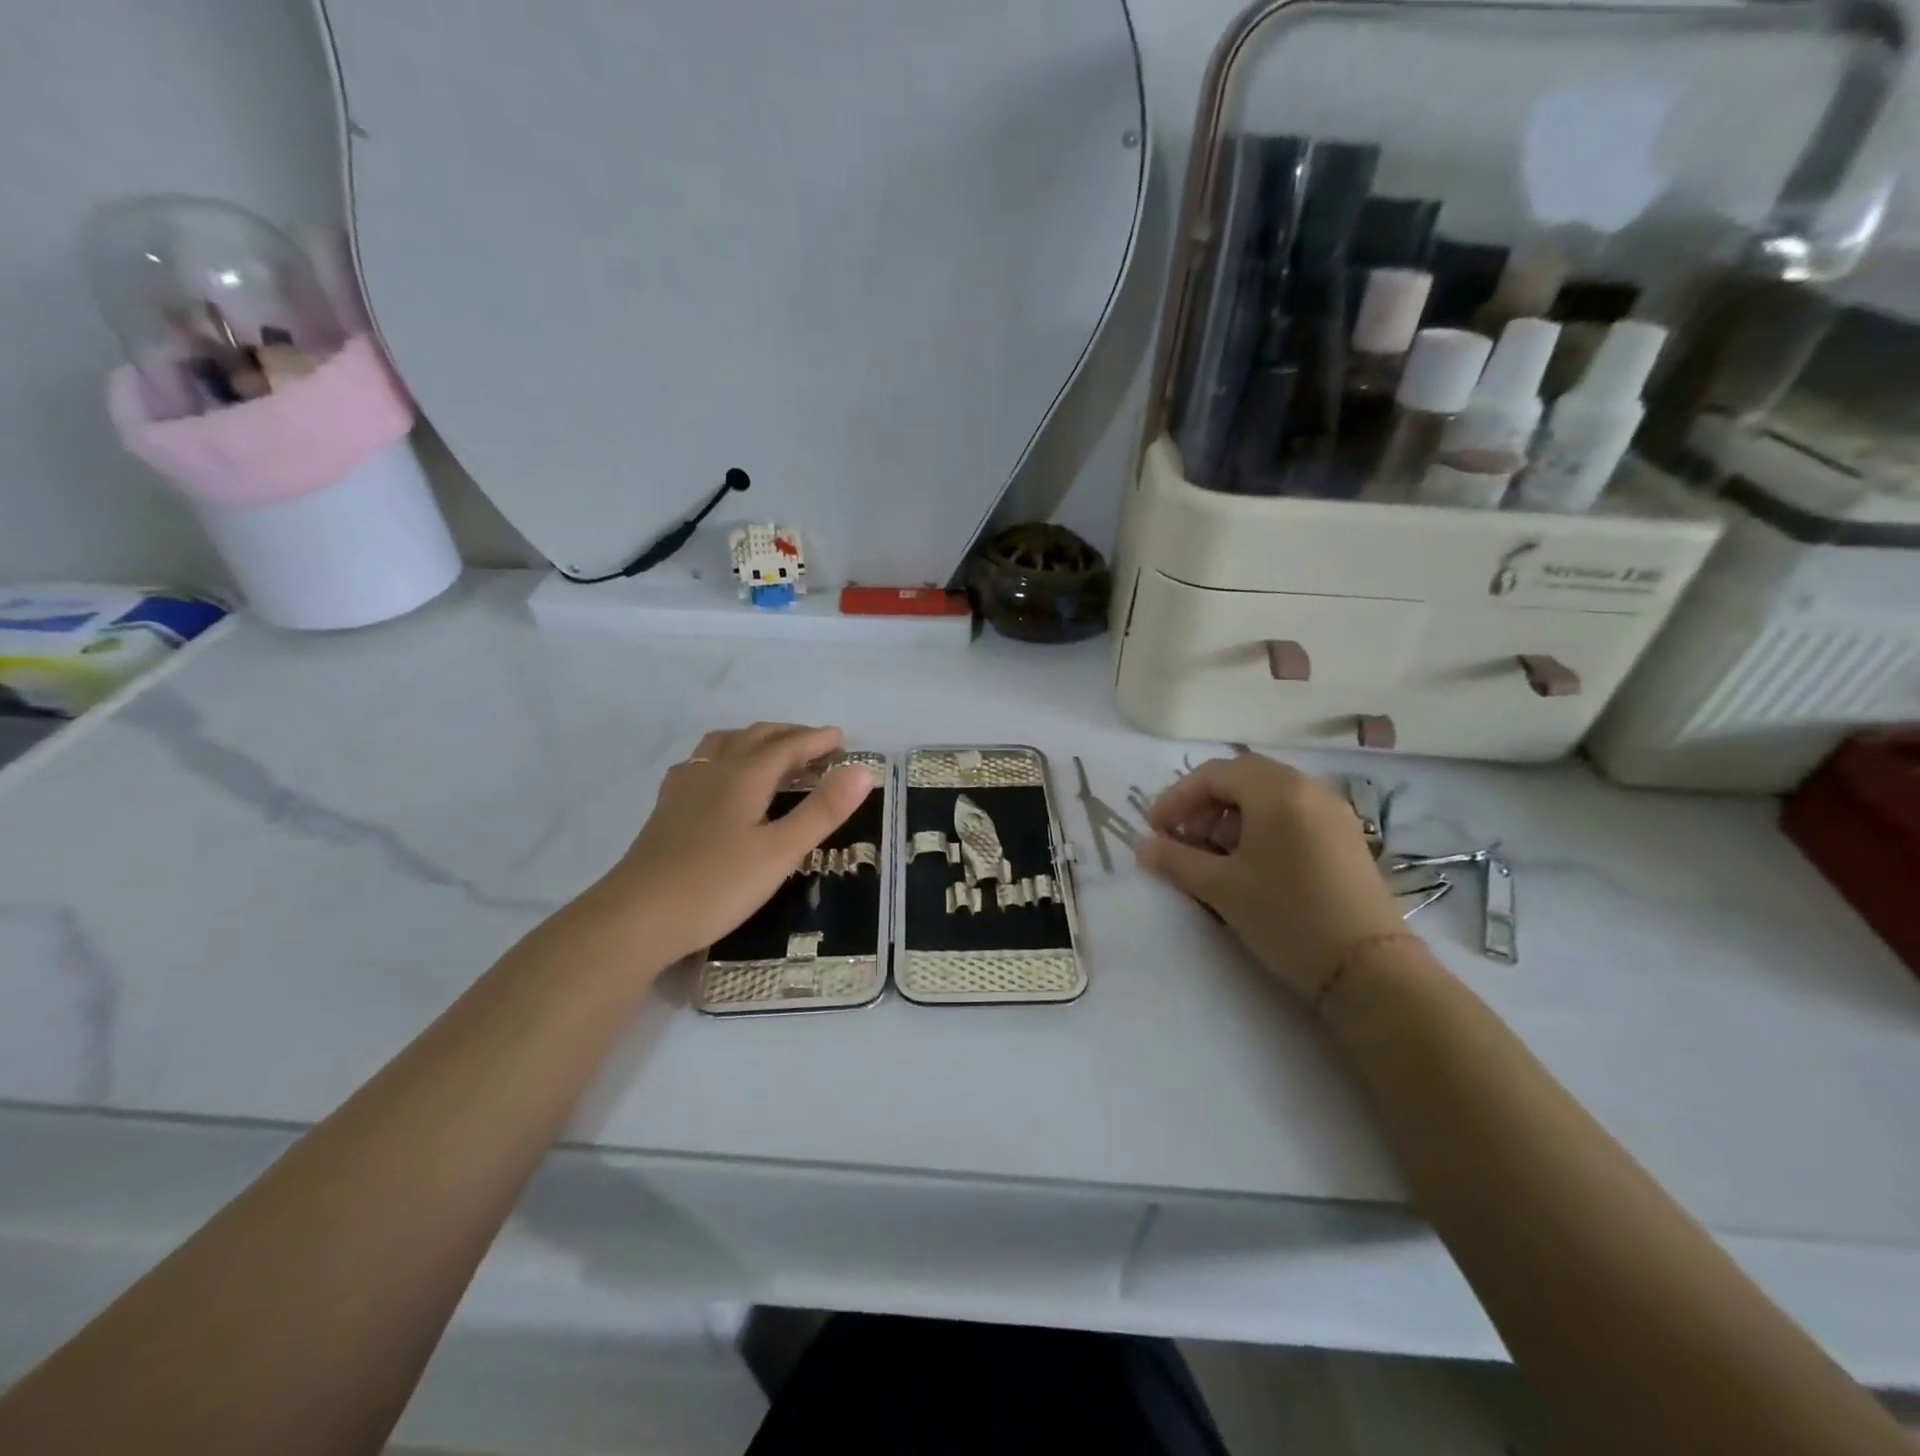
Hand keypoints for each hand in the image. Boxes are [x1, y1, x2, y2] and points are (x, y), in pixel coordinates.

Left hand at [589, 722, 878, 965]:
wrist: (636, 919)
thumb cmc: (716, 886)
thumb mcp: (780, 852)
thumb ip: (822, 811)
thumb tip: (863, 770)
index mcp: (743, 776)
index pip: (787, 746)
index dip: (817, 740)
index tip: (844, 739)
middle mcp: (713, 771)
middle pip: (755, 737)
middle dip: (790, 735)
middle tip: (818, 747)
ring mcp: (684, 787)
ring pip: (724, 744)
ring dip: (756, 740)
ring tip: (775, 753)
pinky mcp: (667, 808)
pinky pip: (703, 762)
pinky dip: (727, 755)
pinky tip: (723, 778)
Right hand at [1137, 753, 1408, 1002]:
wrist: (1368, 968)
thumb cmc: (1286, 916)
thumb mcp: (1221, 888)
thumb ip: (1176, 861)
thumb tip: (1142, 846)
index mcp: (1277, 791)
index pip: (1214, 774)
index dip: (1177, 798)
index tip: (1155, 830)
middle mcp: (1308, 789)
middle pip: (1242, 779)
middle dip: (1204, 805)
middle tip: (1182, 840)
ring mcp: (1332, 812)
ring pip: (1268, 797)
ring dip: (1231, 817)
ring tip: (1212, 856)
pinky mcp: (1345, 838)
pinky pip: (1292, 815)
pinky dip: (1261, 828)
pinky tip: (1250, 865)